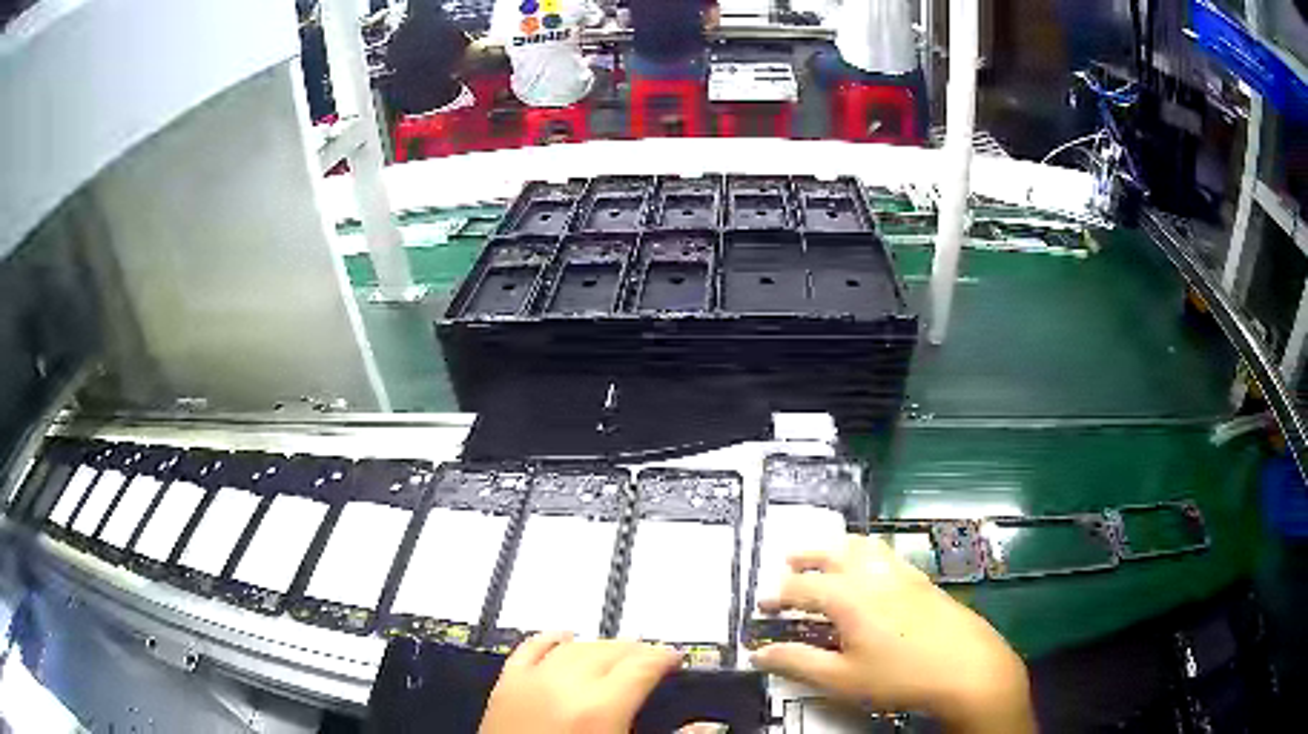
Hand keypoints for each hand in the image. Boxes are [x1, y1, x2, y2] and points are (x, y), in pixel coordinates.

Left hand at [480, 633, 681, 733]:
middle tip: (652, 658)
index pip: (641, 666)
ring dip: (600, 646)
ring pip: (574, 646)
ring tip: (617, 653)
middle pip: (609, 650)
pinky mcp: (505, 685)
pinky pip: (530, 648)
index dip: (663, 657)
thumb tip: (709, 726)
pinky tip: (565, 637)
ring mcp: (531, 681)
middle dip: (636, 650)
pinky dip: (550, 639)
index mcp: (601, 708)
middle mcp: (565, 685)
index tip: (676, 658)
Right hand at [752, 536, 1035, 733]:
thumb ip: (797, 663)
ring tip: (827, 555)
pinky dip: (867, 552)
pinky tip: (872, 569)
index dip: (776, 596)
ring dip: (838, 547)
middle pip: (833, 552)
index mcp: (849, 598)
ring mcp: (902, 574)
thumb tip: (759, 654)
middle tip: (788, 562)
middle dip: (806, 555)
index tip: (760, 606)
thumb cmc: (899, 676)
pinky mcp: (923, 580)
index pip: (802, 588)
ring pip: (864, 546)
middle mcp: (873, 576)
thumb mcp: (841, 679)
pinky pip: (887, 553)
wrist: (966, 667)